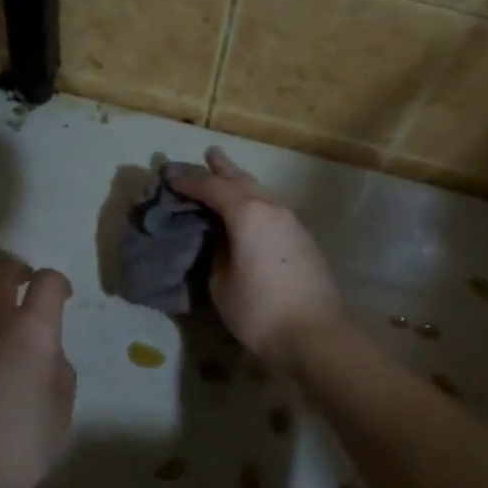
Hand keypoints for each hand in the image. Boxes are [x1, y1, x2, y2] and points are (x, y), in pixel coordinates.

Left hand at [0, 257, 75, 487]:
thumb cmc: (14, 449)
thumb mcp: (60, 414)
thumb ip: (59, 372)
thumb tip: (46, 354)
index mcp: (33, 330)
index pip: (49, 282)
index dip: (59, 285)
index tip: (62, 299)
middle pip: (1, 268)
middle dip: (17, 272)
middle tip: (23, 291)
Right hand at [172, 146, 345, 370]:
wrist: (317, 334)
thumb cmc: (260, 310)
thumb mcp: (221, 284)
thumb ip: (217, 254)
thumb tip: (222, 241)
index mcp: (248, 213)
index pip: (212, 188)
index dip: (189, 182)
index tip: (170, 178)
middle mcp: (272, 208)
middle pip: (243, 180)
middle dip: (223, 168)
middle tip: (209, 153)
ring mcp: (292, 222)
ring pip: (262, 193)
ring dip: (243, 184)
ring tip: (228, 177)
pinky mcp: (303, 239)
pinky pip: (273, 209)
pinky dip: (256, 202)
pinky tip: (251, 211)